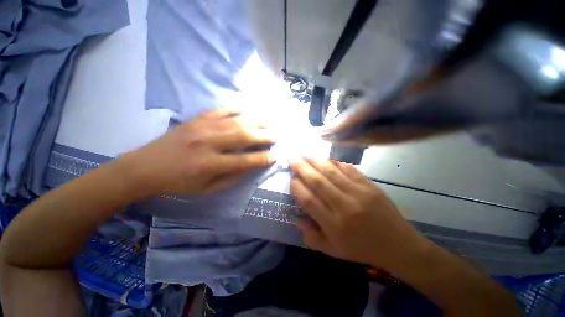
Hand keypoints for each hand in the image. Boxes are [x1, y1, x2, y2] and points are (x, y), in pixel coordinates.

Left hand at [118, 108, 275, 199]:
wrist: (144, 167)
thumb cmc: (178, 183)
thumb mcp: (206, 189)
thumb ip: (231, 177)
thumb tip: (251, 166)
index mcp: (209, 165)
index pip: (244, 161)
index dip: (262, 159)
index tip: (275, 156)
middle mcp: (208, 143)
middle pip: (243, 136)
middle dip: (263, 136)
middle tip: (276, 136)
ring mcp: (201, 127)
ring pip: (236, 122)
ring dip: (255, 122)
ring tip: (268, 123)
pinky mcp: (196, 119)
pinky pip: (220, 111)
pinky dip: (235, 110)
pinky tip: (245, 111)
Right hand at [289, 157, 428, 270]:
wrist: (398, 246)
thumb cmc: (362, 249)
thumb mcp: (333, 251)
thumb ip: (311, 236)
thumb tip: (296, 217)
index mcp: (334, 224)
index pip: (309, 200)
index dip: (297, 188)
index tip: (292, 180)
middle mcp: (344, 206)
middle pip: (318, 182)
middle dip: (302, 168)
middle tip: (292, 159)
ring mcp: (359, 193)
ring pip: (332, 172)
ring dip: (316, 161)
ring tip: (305, 154)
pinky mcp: (370, 185)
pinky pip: (349, 169)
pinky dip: (335, 162)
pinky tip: (326, 158)